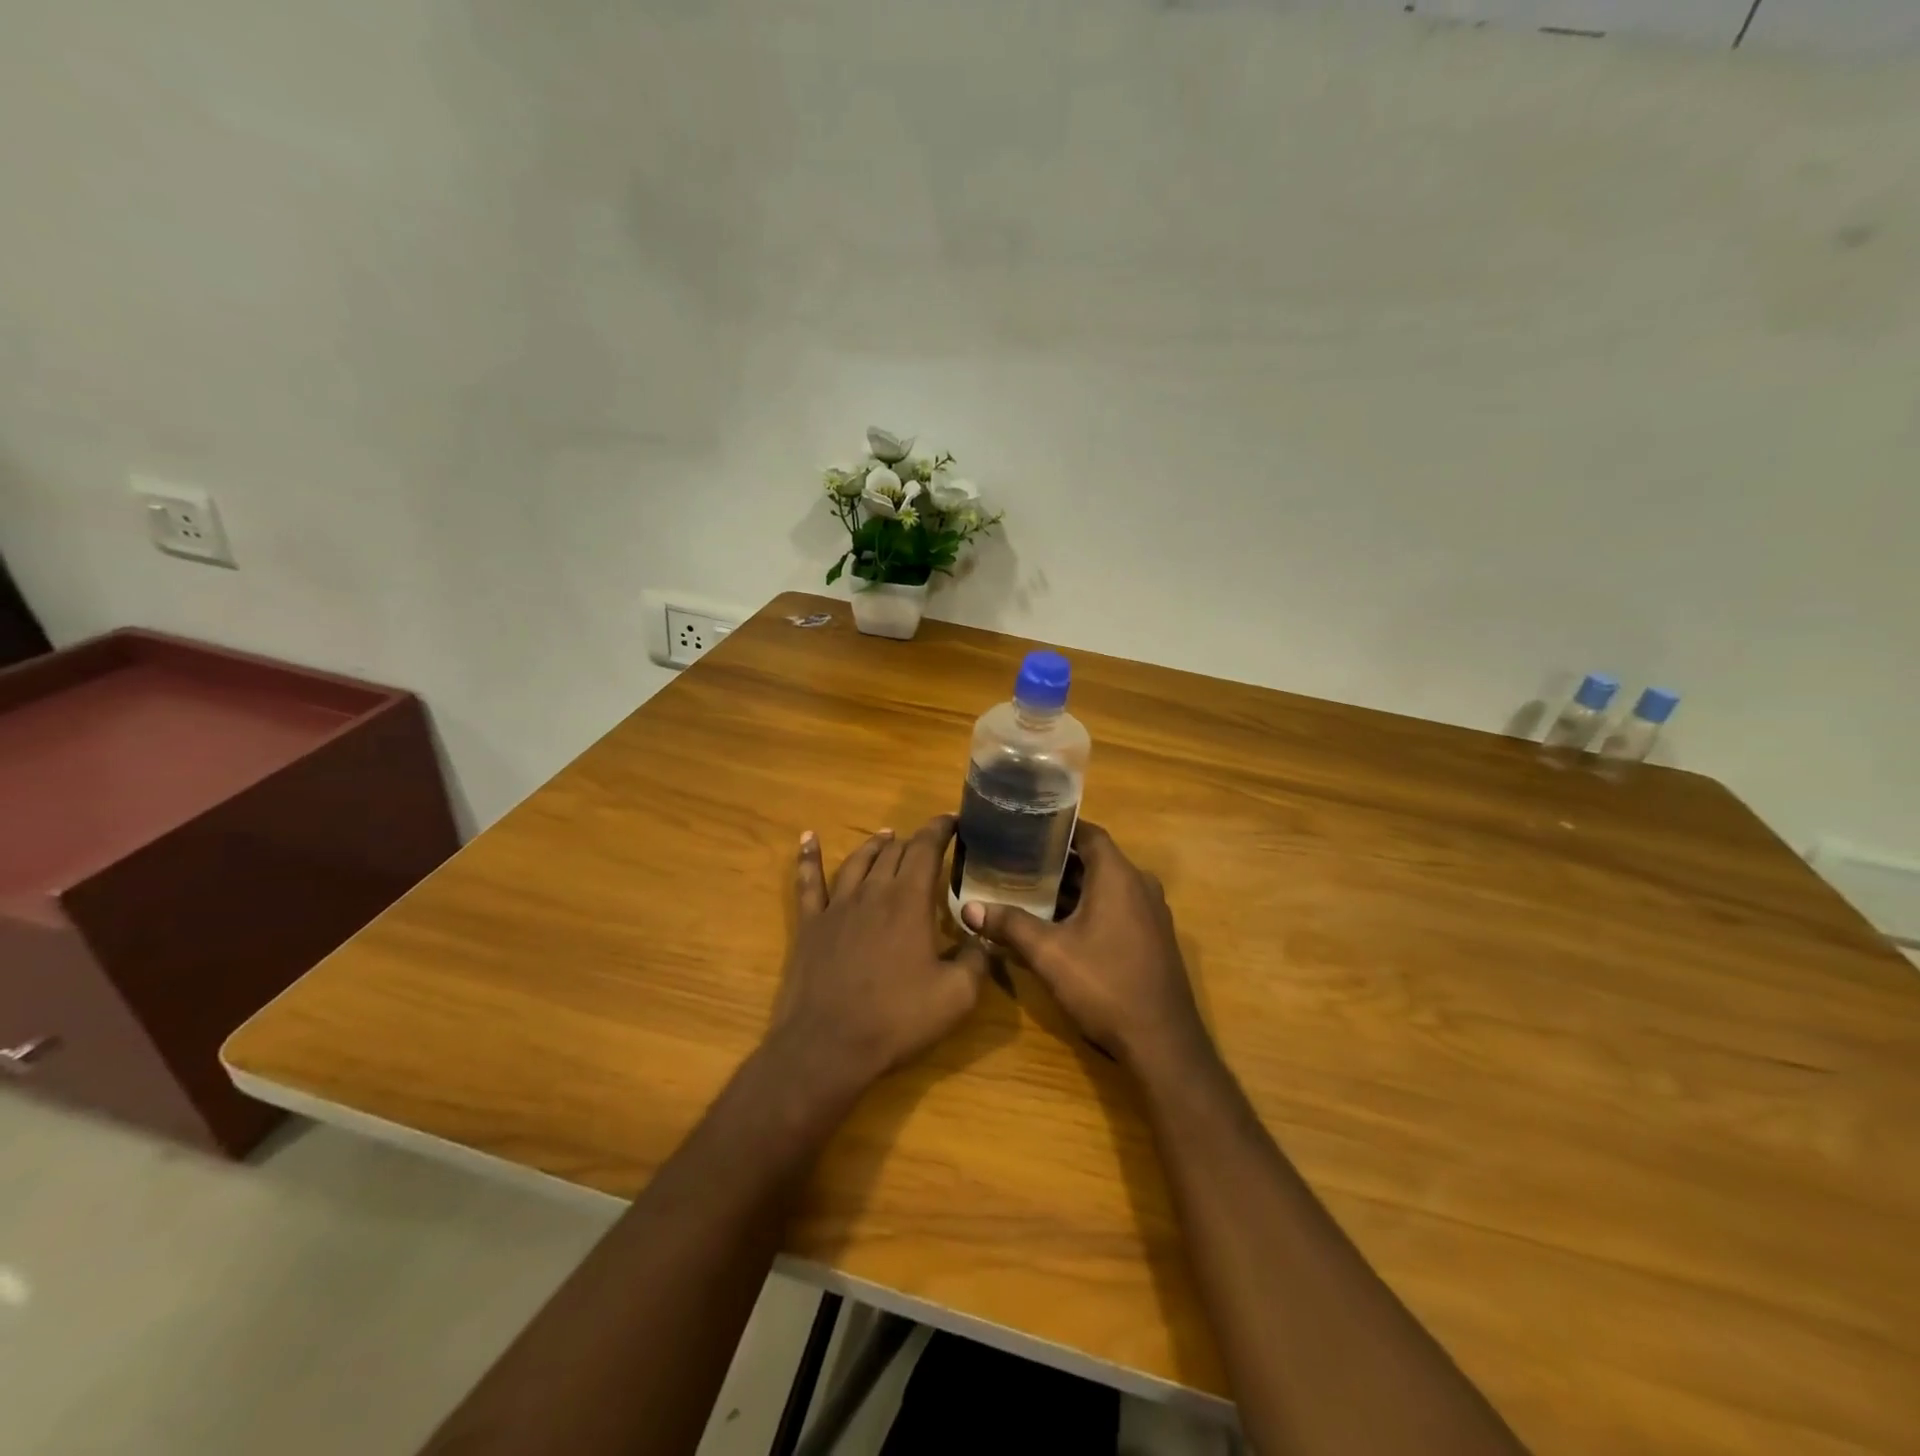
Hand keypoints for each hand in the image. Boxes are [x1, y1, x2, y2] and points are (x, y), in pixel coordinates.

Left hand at [766, 815, 987, 1107]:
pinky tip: (808, 838)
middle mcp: (873, 892)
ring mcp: (837, 906)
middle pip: (894, 852)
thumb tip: (984, 936)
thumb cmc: (897, 1020)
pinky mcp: (810, 924)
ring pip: (858, 861)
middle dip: (913, 841)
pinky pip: (808, 882)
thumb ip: (976, 959)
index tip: (953, 821)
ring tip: (885, 835)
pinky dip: (809, 857)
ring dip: (874, 845)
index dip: (941, 829)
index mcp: (909, 900)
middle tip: (927, 841)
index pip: (926, 849)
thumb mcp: (957, 996)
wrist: (828, 1046)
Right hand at [959, 822, 1211, 1076]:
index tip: (1024, 829)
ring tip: (1030, 889)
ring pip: (1106, 885)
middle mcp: (1140, 885)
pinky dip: (1090, 906)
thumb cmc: (1105, 985)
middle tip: (1017, 861)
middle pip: (1095, 859)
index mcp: (1118, 876)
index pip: (1087, 833)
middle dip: (1057, 860)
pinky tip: (1060, 924)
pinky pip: (1118, 906)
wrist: (1162, 1042)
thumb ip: (1009, 925)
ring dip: (1073, 887)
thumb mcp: (1049, 954)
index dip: (1056, 828)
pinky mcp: (1153, 937)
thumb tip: (968, 908)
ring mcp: (1151, 912)